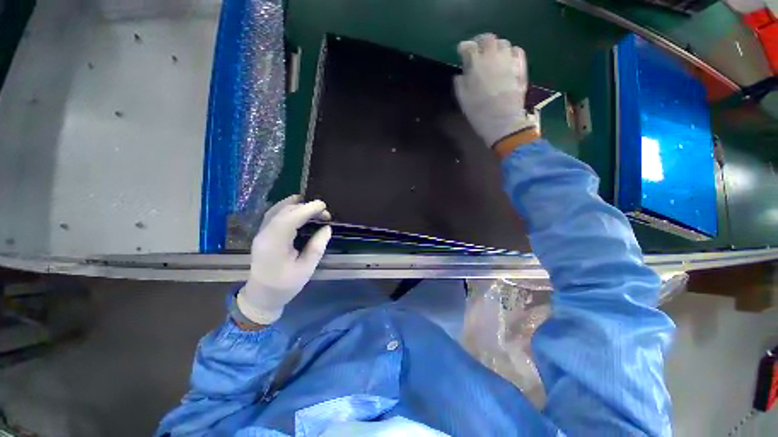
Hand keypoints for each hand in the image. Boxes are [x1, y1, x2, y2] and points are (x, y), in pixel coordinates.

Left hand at [237, 195, 331, 323]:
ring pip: (277, 210)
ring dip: (296, 205)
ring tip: (314, 207)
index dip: (307, 209)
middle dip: (306, 207)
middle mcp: (265, 234)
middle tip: (324, 213)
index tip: (323, 206)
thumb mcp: (306, 269)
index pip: (290, 218)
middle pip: (284, 211)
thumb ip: (317, 247)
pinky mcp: (263, 233)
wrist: (262, 296)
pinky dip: (288, 208)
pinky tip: (298, 210)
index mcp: (275, 244)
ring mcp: (261, 233)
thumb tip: (327, 228)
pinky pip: (274, 214)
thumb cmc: (285, 285)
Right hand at [454, 33, 537, 147]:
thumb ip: (460, 83)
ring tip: (493, 56)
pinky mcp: (520, 67)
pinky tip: (507, 60)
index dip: (464, 48)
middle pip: (487, 39)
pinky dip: (510, 52)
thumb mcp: (463, 99)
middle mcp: (493, 56)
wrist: (502, 121)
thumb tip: (461, 74)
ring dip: (496, 47)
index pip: (468, 47)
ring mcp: (508, 60)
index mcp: (476, 64)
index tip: (462, 51)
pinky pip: (516, 51)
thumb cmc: (478, 112)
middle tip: (478, 50)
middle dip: (481, 42)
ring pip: (503, 43)